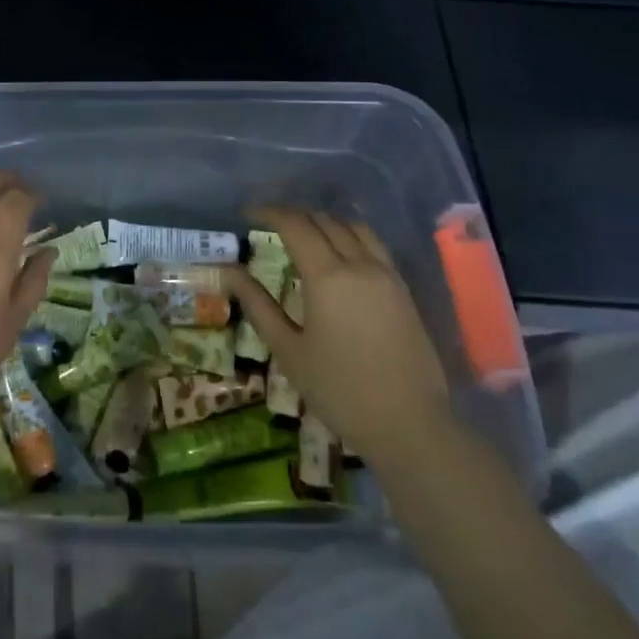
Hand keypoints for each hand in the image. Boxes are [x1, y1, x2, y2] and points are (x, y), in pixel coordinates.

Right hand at [226, 206, 453, 465]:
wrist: (410, 425)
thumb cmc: (339, 390)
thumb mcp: (288, 350)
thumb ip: (257, 305)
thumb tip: (229, 271)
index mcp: (328, 276)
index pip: (295, 225)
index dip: (268, 212)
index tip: (247, 213)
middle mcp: (360, 265)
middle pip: (325, 221)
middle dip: (294, 215)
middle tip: (269, 223)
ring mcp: (388, 275)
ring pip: (354, 228)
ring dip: (325, 222)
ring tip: (304, 233)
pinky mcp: (404, 290)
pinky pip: (375, 246)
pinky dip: (350, 236)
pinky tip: (339, 255)